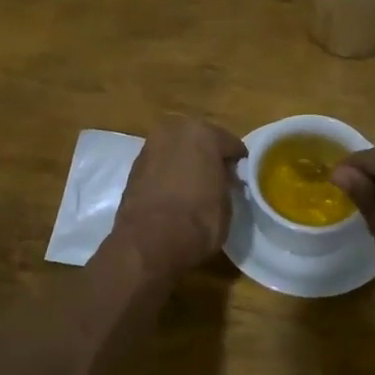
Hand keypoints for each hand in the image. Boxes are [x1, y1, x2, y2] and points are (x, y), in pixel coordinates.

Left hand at [111, 116, 246, 278]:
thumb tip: (221, 180)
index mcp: (203, 133)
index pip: (230, 143)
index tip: (241, 177)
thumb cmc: (198, 220)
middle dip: (208, 156)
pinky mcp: (133, 168)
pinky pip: (160, 165)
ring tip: (195, 187)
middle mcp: (174, 132)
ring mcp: (150, 147)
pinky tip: (174, 193)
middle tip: (218, 179)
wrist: (149, 242)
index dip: (238, 162)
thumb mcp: (226, 202)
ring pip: (176, 151)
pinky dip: (168, 174)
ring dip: (185, 163)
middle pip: (199, 140)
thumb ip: (225, 182)